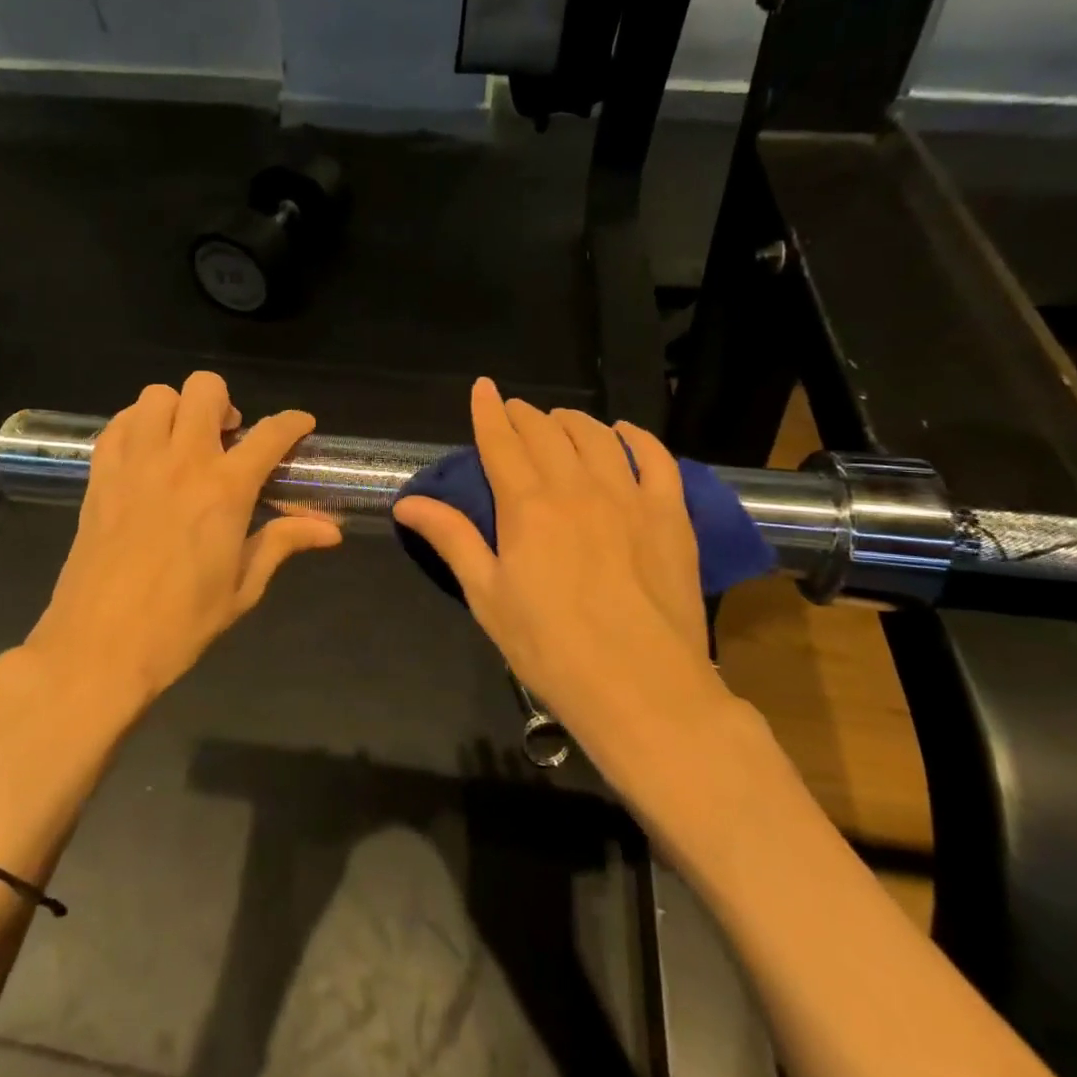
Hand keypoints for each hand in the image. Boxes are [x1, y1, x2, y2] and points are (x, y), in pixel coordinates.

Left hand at [19, 371, 341, 712]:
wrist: (98, 649)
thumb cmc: (180, 624)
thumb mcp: (242, 588)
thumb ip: (283, 543)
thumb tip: (331, 531)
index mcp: (225, 490)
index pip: (271, 434)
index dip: (293, 423)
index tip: (301, 426)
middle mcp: (181, 461)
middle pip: (206, 390)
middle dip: (226, 403)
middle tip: (229, 439)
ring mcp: (135, 463)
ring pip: (157, 396)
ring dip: (178, 409)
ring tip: (183, 442)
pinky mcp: (99, 475)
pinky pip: (118, 424)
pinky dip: (137, 425)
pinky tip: (146, 454)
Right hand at [392, 378, 733, 775]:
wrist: (642, 688)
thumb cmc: (549, 648)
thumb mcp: (487, 595)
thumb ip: (452, 538)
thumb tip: (406, 502)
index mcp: (526, 505)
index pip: (501, 440)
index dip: (487, 411)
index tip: (482, 387)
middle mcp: (576, 486)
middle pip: (547, 432)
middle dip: (525, 415)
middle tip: (514, 414)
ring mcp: (629, 496)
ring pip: (597, 436)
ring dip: (572, 421)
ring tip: (559, 422)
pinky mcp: (670, 514)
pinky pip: (654, 457)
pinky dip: (635, 437)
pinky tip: (623, 433)